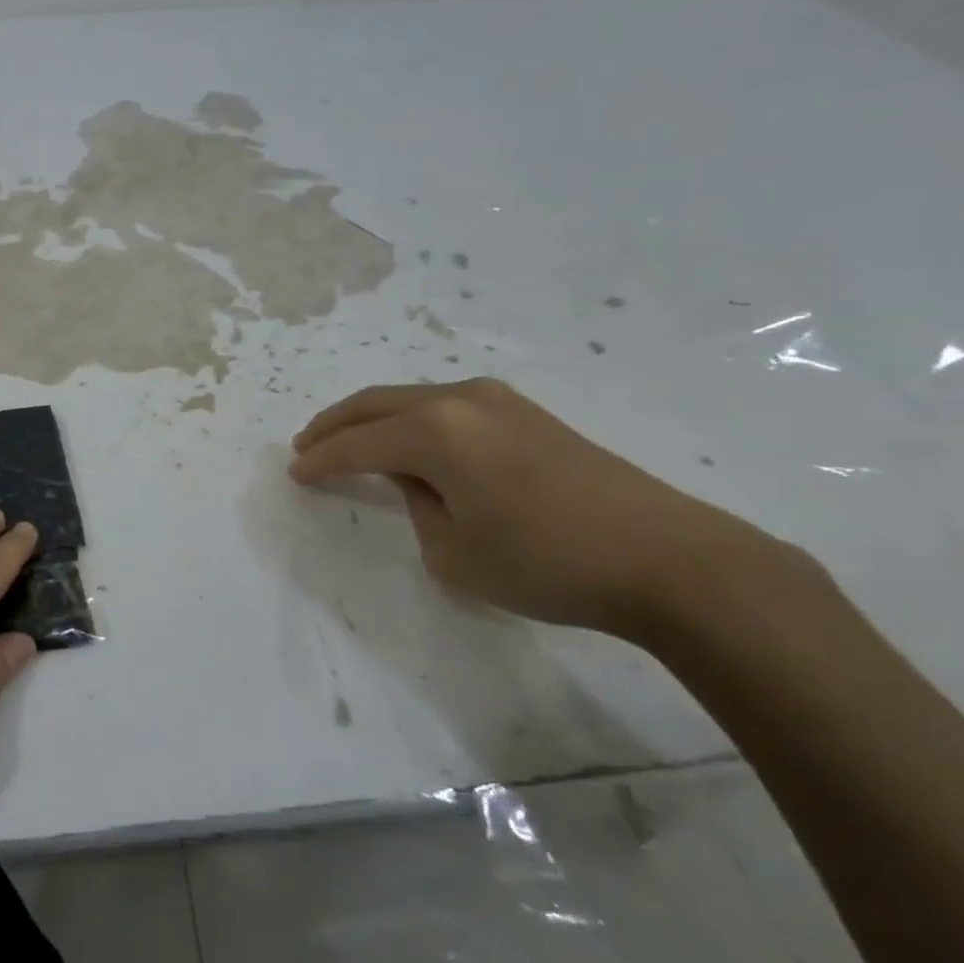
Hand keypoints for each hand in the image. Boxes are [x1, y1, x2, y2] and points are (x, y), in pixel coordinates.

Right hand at [290, 379, 799, 639]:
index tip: (294, 475)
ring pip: (412, 399)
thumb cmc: (547, 563)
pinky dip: (413, 421)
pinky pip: (448, 406)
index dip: (320, 462)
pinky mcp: (529, 414)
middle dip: (334, 425)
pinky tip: (410, 442)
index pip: (357, 445)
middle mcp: (461, 400)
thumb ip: (418, 508)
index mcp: (435, 432)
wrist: (669, 559)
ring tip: (348, 440)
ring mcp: (499, 401)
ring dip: (374, 419)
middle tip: (304, 444)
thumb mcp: (454, 553)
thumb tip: (420, 482)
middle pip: (377, 404)